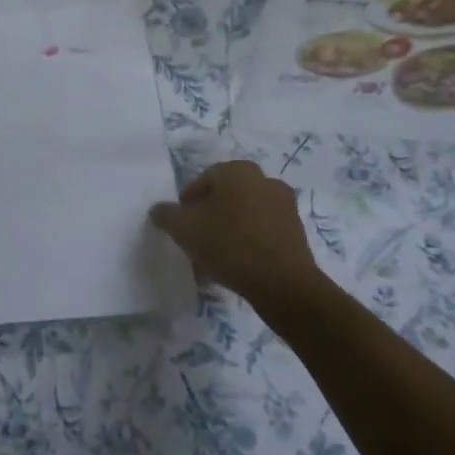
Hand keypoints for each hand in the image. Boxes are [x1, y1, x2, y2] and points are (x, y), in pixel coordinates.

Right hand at [149, 160, 327, 308]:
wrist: (283, 284)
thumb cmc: (229, 245)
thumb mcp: (185, 229)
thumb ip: (167, 215)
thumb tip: (159, 210)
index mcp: (238, 171)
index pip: (203, 180)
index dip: (187, 203)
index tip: (181, 226)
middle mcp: (264, 179)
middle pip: (225, 196)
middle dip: (209, 215)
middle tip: (196, 239)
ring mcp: (284, 205)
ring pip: (244, 214)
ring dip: (229, 229)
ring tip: (215, 256)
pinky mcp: (296, 230)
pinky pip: (262, 230)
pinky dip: (248, 241)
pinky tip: (237, 264)